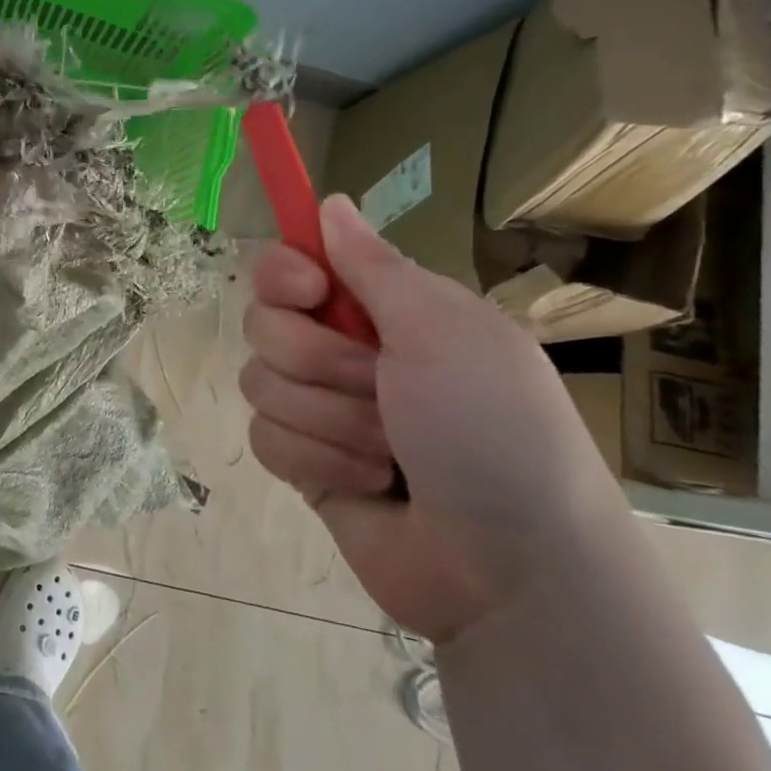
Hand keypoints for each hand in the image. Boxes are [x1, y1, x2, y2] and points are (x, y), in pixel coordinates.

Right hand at [239, 195, 629, 642]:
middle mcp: (344, 351)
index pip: (292, 265)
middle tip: (381, 387)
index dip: (285, 275)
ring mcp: (321, 409)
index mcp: (383, 310)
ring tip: (389, 453)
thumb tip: (330, 201)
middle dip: (320, 362)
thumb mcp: (446, 333)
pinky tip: (366, 484)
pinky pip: (265, 438)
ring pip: (260, 383)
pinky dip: (316, 461)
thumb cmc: (494, 430)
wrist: (510, 569)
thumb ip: (374, 267)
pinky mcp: (304, 462)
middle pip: (264, 323)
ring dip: (329, 421)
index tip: (311, 294)